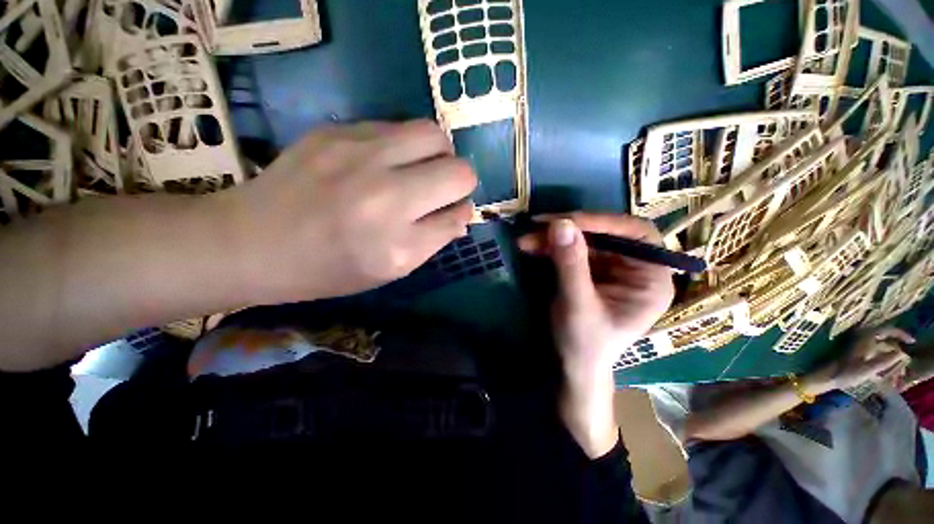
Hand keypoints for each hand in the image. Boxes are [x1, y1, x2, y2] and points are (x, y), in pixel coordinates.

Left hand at [218, 120, 476, 302]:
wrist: (251, 242)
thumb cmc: (329, 268)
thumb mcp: (392, 269)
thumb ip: (435, 238)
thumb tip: (463, 212)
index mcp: (398, 241)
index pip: (460, 207)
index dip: (462, 207)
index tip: (450, 210)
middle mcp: (385, 193)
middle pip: (457, 166)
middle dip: (458, 179)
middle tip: (438, 189)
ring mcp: (358, 153)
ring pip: (432, 134)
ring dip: (436, 154)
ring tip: (416, 170)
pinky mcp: (336, 130)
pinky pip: (395, 127)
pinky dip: (403, 145)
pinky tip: (381, 162)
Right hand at [519, 213, 674, 456]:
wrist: (572, 365)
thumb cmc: (584, 344)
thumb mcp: (577, 305)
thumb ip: (571, 265)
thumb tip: (560, 224)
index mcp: (651, 279)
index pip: (635, 234)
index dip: (603, 222)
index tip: (566, 221)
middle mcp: (635, 268)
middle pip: (606, 234)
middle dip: (570, 230)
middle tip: (537, 226)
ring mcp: (611, 267)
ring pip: (584, 239)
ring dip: (554, 237)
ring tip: (527, 239)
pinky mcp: (591, 270)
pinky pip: (571, 249)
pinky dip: (550, 246)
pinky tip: (532, 247)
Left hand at [805, 327, 914, 392]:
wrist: (828, 377)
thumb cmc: (846, 373)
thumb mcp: (868, 369)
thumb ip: (885, 360)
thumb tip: (902, 353)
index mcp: (865, 338)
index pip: (887, 329)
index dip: (901, 334)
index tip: (912, 342)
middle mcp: (863, 338)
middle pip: (886, 337)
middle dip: (898, 345)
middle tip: (909, 356)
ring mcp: (861, 345)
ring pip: (882, 345)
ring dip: (892, 353)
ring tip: (901, 365)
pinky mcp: (859, 353)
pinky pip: (877, 352)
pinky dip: (885, 358)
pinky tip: (890, 369)